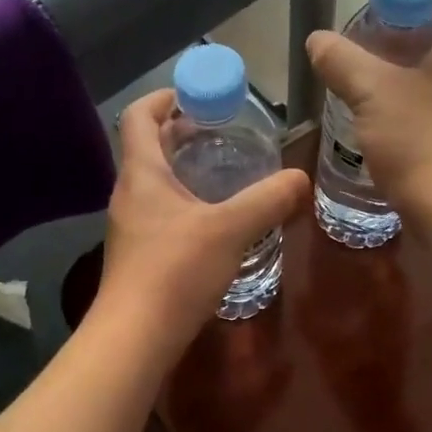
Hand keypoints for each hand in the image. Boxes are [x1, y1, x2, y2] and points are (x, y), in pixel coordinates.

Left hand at [95, 90, 308, 352]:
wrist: (135, 336)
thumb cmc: (176, 270)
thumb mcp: (230, 229)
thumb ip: (268, 199)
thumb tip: (301, 178)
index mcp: (142, 174)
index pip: (138, 116)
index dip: (163, 97)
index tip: (195, 94)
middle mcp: (129, 195)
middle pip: (148, 148)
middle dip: (182, 134)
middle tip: (223, 132)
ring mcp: (131, 228)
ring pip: (156, 185)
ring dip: (185, 171)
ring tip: (226, 174)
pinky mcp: (139, 257)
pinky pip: (162, 215)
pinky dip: (186, 204)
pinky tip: (216, 222)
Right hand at [306, 0, 431, 212]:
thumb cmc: (418, 139)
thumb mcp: (371, 93)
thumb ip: (342, 61)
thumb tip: (317, 40)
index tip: (380, 13)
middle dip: (404, 33)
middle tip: (366, 50)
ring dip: (408, 70)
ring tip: (369, 86)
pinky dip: (417, 101)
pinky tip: (387, 120)